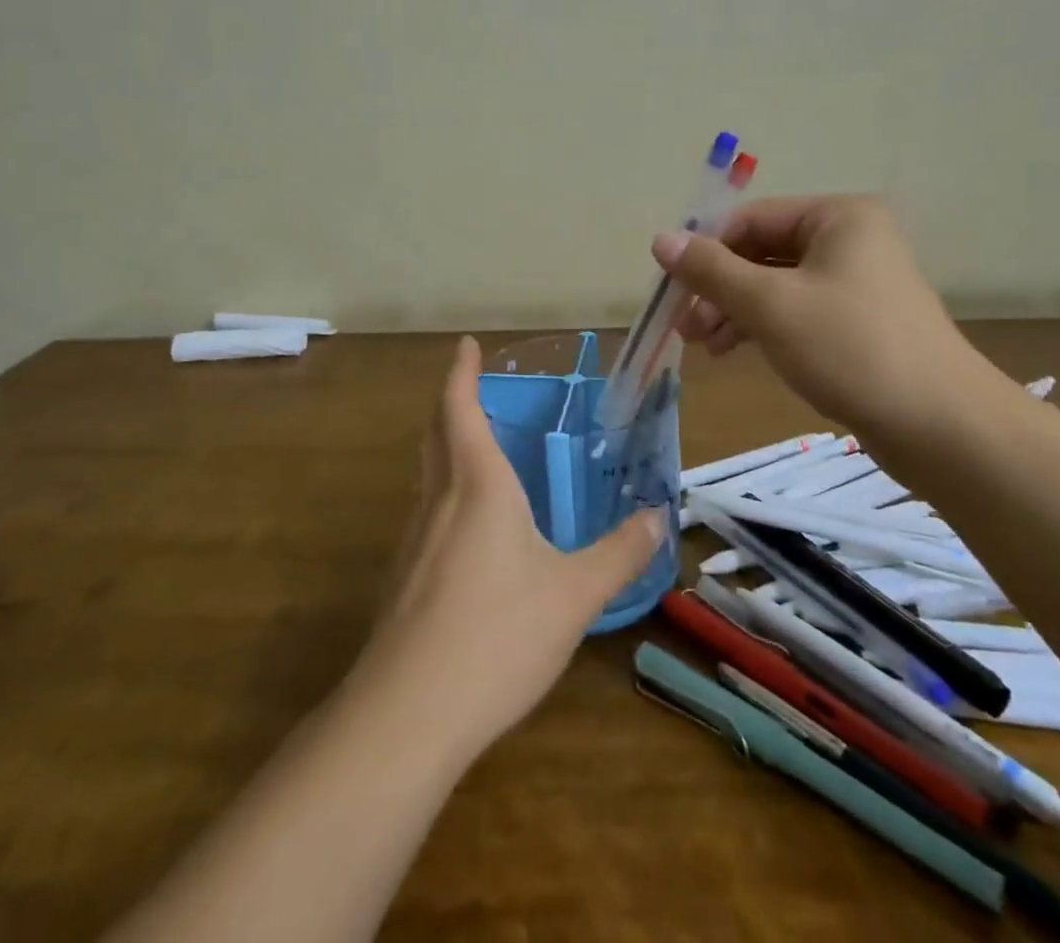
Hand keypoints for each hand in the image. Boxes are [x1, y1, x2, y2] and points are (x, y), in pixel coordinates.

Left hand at [348, 336, 663, 755]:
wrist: (408, 714)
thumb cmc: (498, 635)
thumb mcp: (575, 595)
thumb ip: (618, 554)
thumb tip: (656, 519)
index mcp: (477, 486)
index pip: (460, 409)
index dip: (461, 372)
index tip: (465, 344)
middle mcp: (439, 501)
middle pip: (435, 434)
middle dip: (450, 403)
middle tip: (471, 389)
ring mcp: (413, 541)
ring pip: (428, 476)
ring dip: (446, 449)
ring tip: (478, 452)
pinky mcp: (402, 579)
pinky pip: (427, 516)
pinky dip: (445, 496)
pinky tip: (469, 532)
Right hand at [654, 194, 1009, 450]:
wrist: (941, 427)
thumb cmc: (850, 348)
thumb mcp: (770, 304)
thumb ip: (711, 270)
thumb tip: (660, 239)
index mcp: (837, 217)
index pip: (750, 219)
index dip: (705, 251)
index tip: (672, 291)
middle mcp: (850, 239)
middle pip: (761, 251)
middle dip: (718, 288)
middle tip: (683, 326)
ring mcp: (857, 282)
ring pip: (775, 285)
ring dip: (733, 310)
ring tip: (702, 346)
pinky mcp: (858, 322)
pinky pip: (795, 311)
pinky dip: (761, 327)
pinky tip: (732, 350)